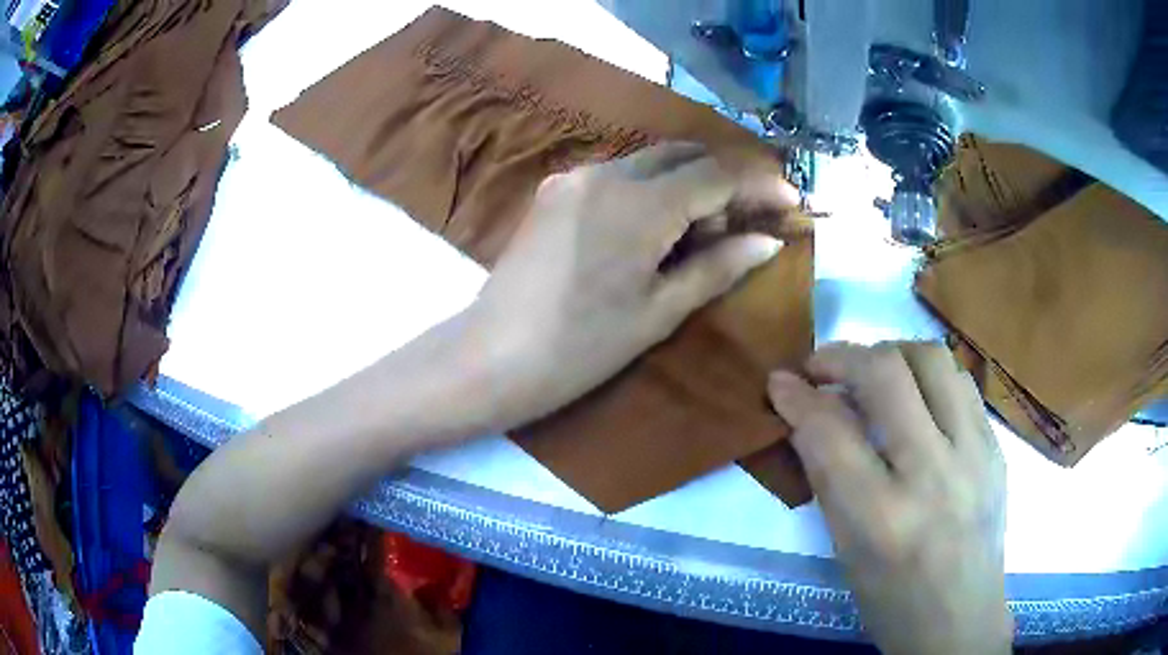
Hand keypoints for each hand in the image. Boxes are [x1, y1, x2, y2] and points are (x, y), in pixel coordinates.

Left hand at [464, 142, 796, 429]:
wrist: (492, 356)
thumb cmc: (582, 347)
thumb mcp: (660, 311)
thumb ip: (718, 266)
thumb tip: (768, 241)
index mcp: (639, 204)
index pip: (716, 173)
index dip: (759, 183)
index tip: (790, 200)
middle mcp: (606, 173)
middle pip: (682, 153)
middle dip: (723, 176)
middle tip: (746, 219)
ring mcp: (574, 177)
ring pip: (649, 160)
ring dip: (687, 180)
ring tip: (704, 229)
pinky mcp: (555, 189)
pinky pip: (618, 175)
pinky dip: (651, 188)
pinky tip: (657, 226)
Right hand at [768, 343, 1009, 654]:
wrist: (959, 620)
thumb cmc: (891, 600)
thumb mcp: (845, 551)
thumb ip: (828, 478)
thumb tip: (806, 416)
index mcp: (881, 519)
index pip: (831, 432)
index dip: (797, 397)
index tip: (780, 382)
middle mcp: (933, 475)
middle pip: (886, 374)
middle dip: (841, 357)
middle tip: (820, 367)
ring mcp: (974, 455)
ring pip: (932, 358)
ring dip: (890, 353)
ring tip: (871, 373)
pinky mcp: (997, 447)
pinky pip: (961, 383)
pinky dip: (927, 376)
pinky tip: (915, 397)